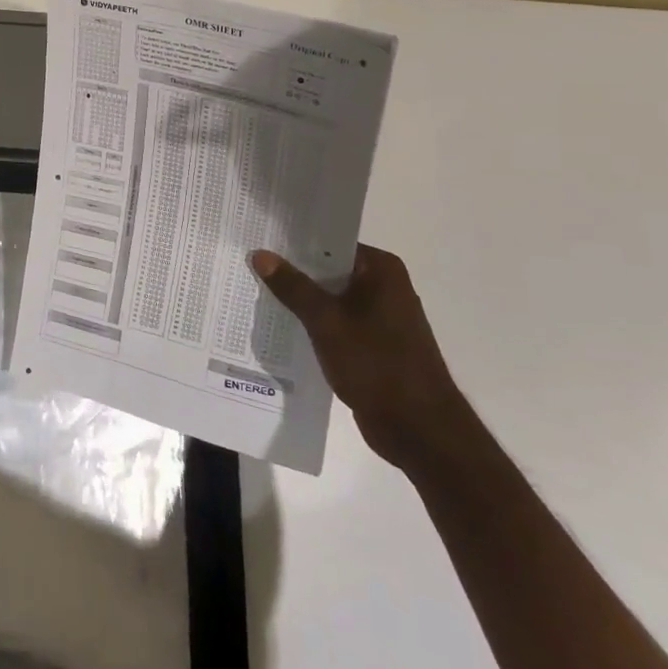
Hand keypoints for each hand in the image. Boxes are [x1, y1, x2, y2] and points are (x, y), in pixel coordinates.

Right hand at [251, 245, 470, 470]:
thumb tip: (260, 254)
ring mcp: (380, 317)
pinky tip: (279, 325)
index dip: (293, 241)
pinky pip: (335, 322)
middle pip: (328, 268)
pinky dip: (312, 323)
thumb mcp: (326, 322)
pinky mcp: (373, 344)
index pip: (330, 242)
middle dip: (292, 270)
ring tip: (255, 291)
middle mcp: (384, 286)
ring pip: (330, 298)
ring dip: (300, 299)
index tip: (259, 237)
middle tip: (248, 263)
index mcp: (381, 270)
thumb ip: (293, 287)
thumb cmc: (377, 365)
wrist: (419, 431)